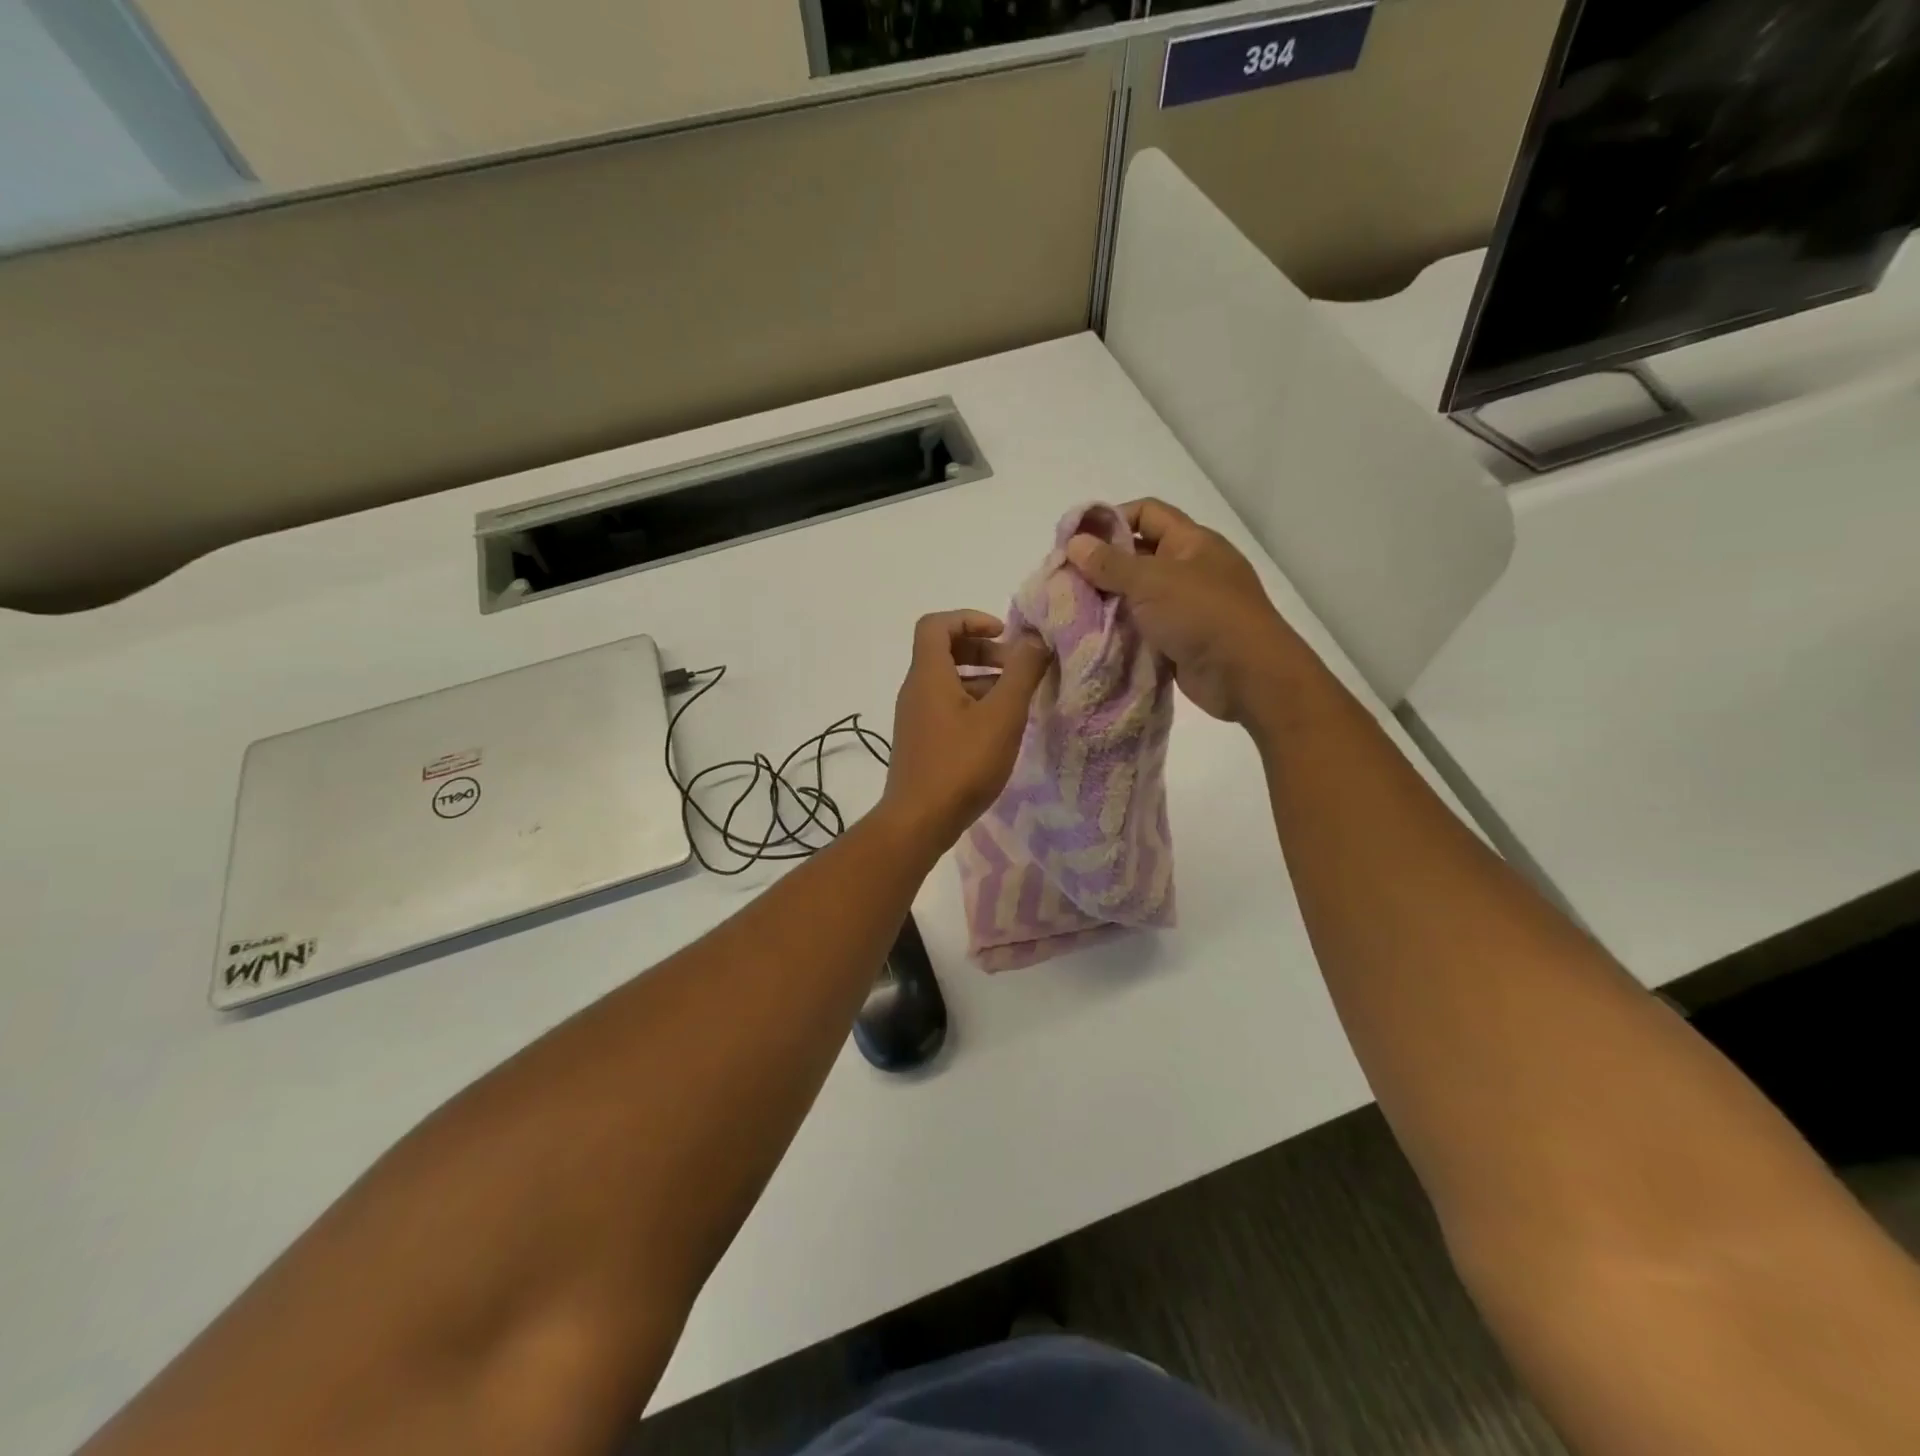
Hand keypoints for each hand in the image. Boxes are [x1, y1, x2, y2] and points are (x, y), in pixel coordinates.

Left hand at [882, 611, 1051, 846]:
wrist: (918, 821)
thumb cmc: (961, 764)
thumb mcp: (1002, 716)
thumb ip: (1021, 673)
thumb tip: (1034, 640)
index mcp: (928, 675)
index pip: (936, 624)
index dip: (969, 619)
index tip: (1003, 634)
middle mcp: (915, 690)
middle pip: (943, 651)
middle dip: (983, 651)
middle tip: (1017, 668)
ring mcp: (915, 718)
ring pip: (947, 682)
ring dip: (982, 680)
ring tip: (1015, 700)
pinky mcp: (920, 742)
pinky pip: (946, 707)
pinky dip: (972, 704)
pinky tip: (998, 729)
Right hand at [1066, 499, 1300, 723]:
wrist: (1246, 676)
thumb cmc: (1202, 615)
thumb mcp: (1152, 582)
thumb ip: (1110, 564)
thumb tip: (1074, 543)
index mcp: (1191, 542)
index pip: (1147, 513)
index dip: (1111, 520)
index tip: (1076, 541)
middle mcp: (1190, 569)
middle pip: (1139, 556)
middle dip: (1102, 566)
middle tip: (1064, 580)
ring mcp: (1186, 607)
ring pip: (1138, 596)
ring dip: (1109, 602)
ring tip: (1071, 610)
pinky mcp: (1180, 640)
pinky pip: (1144, 628)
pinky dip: (1121, 631)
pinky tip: (1093, 637)